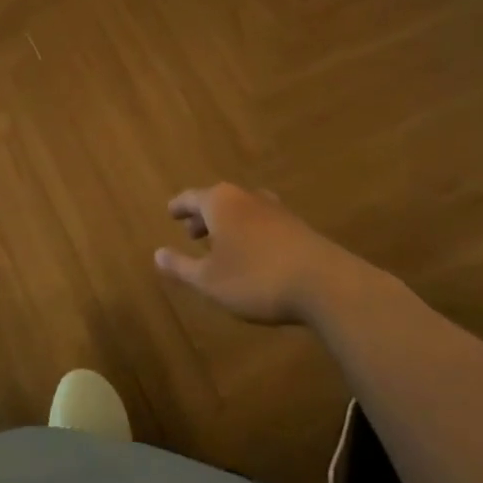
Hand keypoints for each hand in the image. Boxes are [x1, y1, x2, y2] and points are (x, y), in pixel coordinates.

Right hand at [154, 182, 344, 325]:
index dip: (179, 207)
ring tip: (224, 245)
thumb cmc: (256, 278)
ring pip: (243, 211)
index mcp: (220, 202)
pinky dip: (252, 234)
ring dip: (230, 226)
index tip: (170, 212)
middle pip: (218, 201)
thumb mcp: (210, 280)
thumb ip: (182, 266)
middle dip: (204, 217)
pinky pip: (264, 223)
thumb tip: (157, 254)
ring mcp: (276, 210)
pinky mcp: (298, 227)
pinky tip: (255, 255)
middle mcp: (246, 197)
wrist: (325, 285)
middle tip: (193, 233)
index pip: (191, 197)